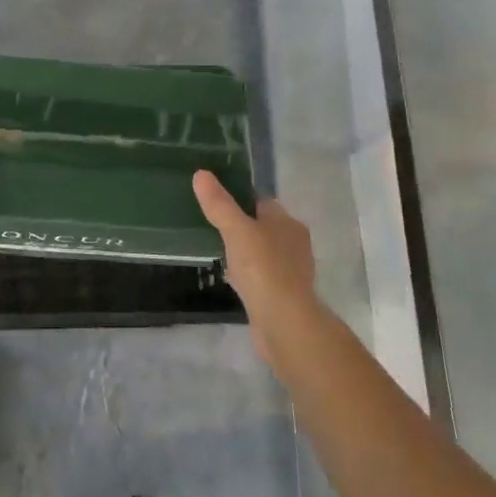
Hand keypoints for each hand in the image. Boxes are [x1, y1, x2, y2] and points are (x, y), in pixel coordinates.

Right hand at [193, 171, 318, 350]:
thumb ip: (219, 204)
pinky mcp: (284, 294)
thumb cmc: (263, 269)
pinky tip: (231, 278)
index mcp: (288, 223)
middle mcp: (294, 243)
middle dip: (241, 226)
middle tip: (211, 225)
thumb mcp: (236, 230)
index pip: (262, 201)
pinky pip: (261, 275)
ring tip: (218, 250)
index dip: (239, 199)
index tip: (214, 201)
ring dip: (245, 251)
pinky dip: (248, 274)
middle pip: (263, 226)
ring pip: (263, 252)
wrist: (284, 323)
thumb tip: (201, 174)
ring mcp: (291, 271)